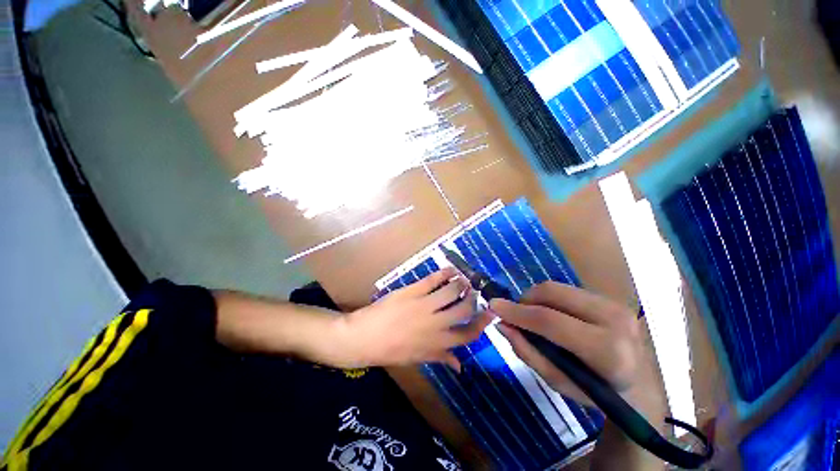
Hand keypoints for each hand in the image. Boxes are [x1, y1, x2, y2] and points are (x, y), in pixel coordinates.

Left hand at [334, 268, 492, 370]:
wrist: (364, 337)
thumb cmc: (391, 350)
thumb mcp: (417, 358)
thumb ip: (440, 358)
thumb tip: (460, 366)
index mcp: (438, 343)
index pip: (468, 334)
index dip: (482, 322)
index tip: (490, 312)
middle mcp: (436, 324)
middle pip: (464, 308)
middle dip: (473, 299)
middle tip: (474, 292)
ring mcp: (425, 305)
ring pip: (452, 290)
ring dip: (461, 283)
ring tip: (463, 279)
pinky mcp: (413, 291)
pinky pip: (433, 279)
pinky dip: (445, 272)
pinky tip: (450, 269)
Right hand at [490, 282, 667, 469]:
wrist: (639, 386)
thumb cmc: (596, 392)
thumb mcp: (558, 382)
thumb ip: (527, 352)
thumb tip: (502, 324)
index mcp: (607, 351)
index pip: (551, 321)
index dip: (517, 311)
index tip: (493, 306)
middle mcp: (615, 320)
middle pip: (553, 293)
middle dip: (525, 300)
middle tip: (516, 314)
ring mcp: (615, 305)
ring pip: (558, 287)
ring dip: (536, 298)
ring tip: (532, 316)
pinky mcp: (610, 298)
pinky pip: (567, 290)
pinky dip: (550, 299)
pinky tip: (551, 314)